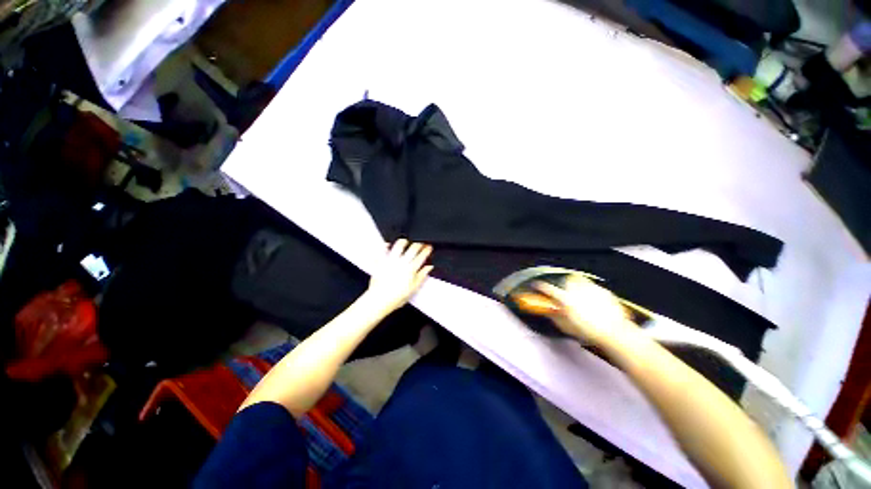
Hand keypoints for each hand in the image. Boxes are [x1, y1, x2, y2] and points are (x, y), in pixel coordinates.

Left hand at [364, 239, 433, 313]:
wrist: (379, 300)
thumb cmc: (395, 297)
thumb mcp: (413, 289)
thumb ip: (421, 276)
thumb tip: (428, 268)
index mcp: (411, 269)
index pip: (422, 256)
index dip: (427, 250)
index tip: (428, 248)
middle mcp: (402, 263)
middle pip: (413, 248)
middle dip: (418, 244)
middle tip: (420, 244)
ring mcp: (391, 261)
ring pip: (399, 245)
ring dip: (404, 242)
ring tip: (406, 242)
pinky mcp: (381, 262)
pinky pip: (382, 250)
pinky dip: (386, 246)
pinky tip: (388, 245)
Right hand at [533, 274, 635, 345]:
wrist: (614, 333)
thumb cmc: (589, 331)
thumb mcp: (566, 327)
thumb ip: (554, 316)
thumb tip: (548, 311)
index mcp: (565, 299)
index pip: (547, 289)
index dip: (539, 286)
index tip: (536, 285)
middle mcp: (576, 290)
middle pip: (566, 280)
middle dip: (564, 285)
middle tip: (565, 293)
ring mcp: (591, 289)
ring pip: (580, 280)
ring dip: (577, 285)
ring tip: (579, 295)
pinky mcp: (603, 291)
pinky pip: (594, 287)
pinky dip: (592, 292)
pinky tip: (595, 302)